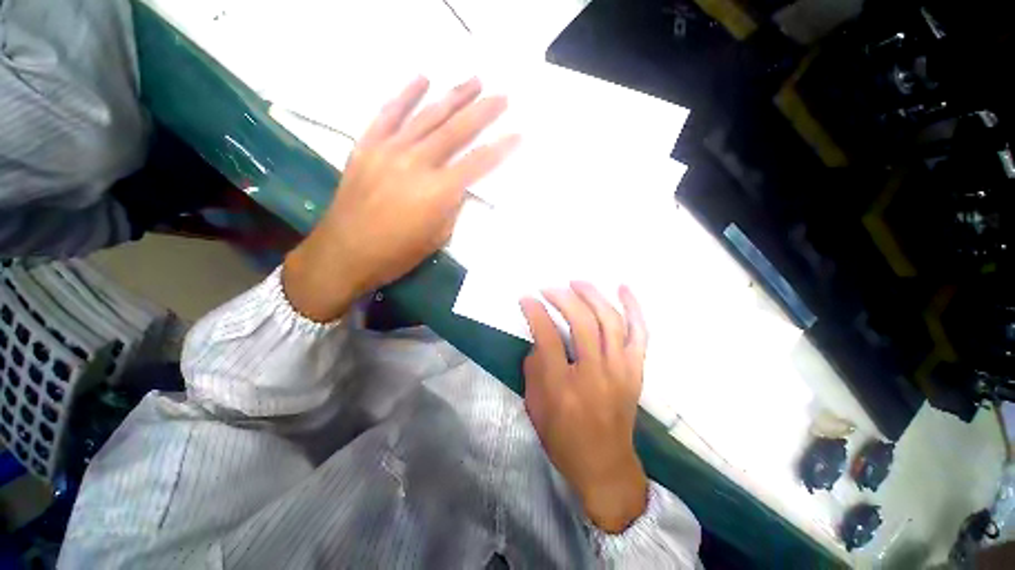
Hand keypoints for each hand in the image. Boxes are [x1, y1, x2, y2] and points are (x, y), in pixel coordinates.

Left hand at [284, 77, 518, 321]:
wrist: (345, 253)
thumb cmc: (397, 253)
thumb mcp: (438, 237)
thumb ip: (452, 206)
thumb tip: (459, 185)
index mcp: (438, 192)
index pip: (478, 163)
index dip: (501, 148)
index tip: (518, 133)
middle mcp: (417, 163)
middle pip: (456, 130)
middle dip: (483, 111)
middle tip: (502, 96)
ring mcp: (389, 150)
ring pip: (427, 116)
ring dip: (453, 96)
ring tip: (473, 81)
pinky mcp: (367, 145)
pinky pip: (388, 113)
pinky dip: (406, 95)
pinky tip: (422, 79)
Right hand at [520, 282, 649, 533]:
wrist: (605, 466)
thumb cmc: (564, 439)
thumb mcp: (536, 406)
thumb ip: (535, 368)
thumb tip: (539, 339)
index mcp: (564, 388)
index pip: (547, 338)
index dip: (535, 312)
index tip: (527, 298)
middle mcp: (595, 375)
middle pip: (582, 323)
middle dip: (563, 298)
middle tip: (549, 288)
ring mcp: (620, 371)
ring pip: (610, 321)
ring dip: (592, 296)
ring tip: (577, 283)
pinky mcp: (635, 370)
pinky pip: (639, 332)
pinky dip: (633, 307)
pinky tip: (622, 288)